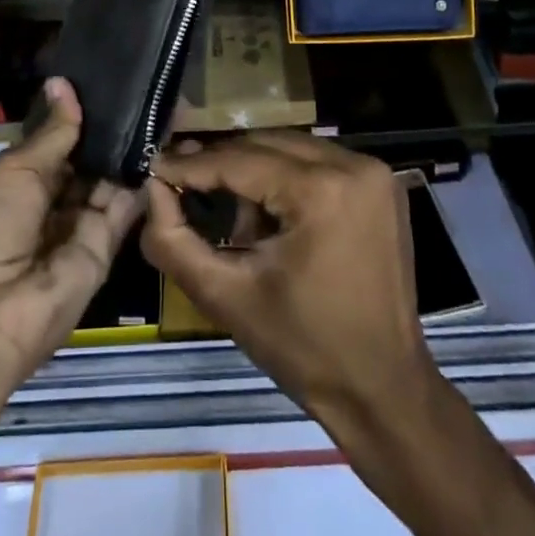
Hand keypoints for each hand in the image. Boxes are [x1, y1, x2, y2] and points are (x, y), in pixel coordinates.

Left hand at [0, 79, 143, 389]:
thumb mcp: (14, 171)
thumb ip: (52, 132)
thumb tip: (63, 82)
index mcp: (16, 185)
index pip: (54, 145)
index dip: (76, 117)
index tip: (106, 81)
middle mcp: (48, 205)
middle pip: (84, 164)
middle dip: (106, 133)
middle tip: (141, 89)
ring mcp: (77, 228)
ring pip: (107, 183)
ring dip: (126, 153)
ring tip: (156, 107)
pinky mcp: (104, 250)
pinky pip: (124, 210)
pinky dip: (140, 182)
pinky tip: (160, 144)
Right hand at [141, 131, 433, 427]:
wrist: (383, 389)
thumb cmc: (304, 349)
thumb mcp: (227, 297)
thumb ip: (175, 241)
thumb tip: (152, 189)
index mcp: (322, 190)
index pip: (240, 161)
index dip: (192, 165)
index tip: (154, 166)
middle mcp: (353, 164)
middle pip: (266, 145)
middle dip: (221, 164)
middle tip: (179, 181)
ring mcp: (373, 171)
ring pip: (290, 149)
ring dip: (253, 170)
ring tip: (227, 211)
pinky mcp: (380, 184)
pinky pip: (317, 162)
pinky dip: (286, 177)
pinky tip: (268, 216)